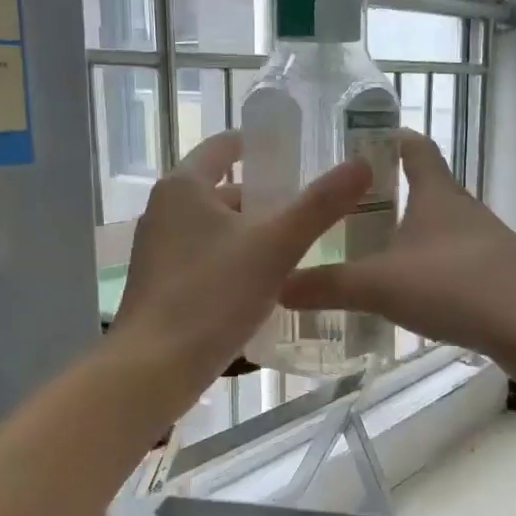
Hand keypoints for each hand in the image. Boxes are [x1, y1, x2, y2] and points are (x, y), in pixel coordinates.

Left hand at [113, 133, 370, 399]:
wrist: (154, 368)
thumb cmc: (213, 295)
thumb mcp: (276, 246)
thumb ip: (319, 205)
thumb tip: (361, 165)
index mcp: (185, 187)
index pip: (226, 146)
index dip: (262, 147)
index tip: (299, 156)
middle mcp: (165, 209)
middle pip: (225, 192)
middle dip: (267, 202)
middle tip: (313, 215)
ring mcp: (159, 248)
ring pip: (218, 229)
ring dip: (254, 236)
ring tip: (298, 252)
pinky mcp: (162, 283)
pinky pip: (208, 258)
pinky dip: (236, 262)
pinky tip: (265, 286)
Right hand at [280, 132, 515, 375]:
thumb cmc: (456, 286)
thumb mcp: (381, 285)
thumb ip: (328, 286)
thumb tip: (277, 284)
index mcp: (437, 193)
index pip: (414, 146)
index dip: (389, 137)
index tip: (359, 139)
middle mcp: (463, 210)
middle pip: (424, 189)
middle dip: (387, 195)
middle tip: (344, 210)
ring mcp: (485, 243)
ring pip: (438, 229)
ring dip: (408, 236)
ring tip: (369, 255)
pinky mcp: (498, 276)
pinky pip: (452, 263)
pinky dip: (428, 269)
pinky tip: (409, 295)